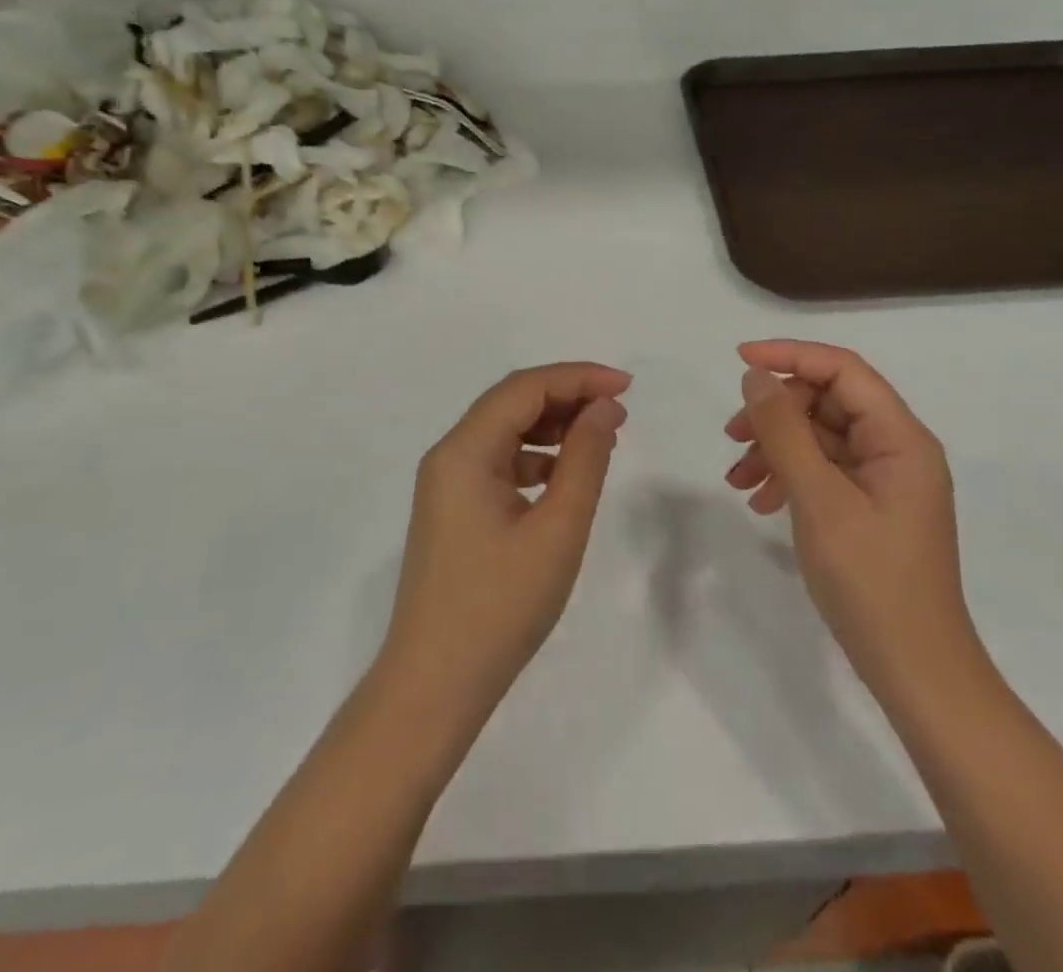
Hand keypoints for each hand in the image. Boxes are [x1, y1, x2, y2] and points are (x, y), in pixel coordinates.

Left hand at [383, 362, 630, 718]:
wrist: (435, 685)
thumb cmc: (500, 607)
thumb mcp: (557, 529)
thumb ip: (584, 460)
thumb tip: (605, 409)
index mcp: (464, 451)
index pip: (524, 388)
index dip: (578, 377)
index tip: (627, 386)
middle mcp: (448, 455)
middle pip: (511, 403)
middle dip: (566, 397)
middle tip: (618, 411)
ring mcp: (446, 483)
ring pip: (504, 431)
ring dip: (552, 425)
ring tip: (599, 438)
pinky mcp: (453, 509)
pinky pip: (497, 462)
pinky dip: (535, 457)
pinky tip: (564, 475)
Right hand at [724, 340, 976, 693]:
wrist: (916, 672)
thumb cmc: (871, 581)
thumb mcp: (818, 499)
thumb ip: (785, 431)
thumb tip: (755, 377)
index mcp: (901, 438)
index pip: (843, 369)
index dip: (790, 355)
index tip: (739, 360)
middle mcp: (897, 449)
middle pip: (828, 401)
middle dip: (775, 413)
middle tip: (731, 438)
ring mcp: (884, 479)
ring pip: (820, 436)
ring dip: (775, 447)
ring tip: (738, 479)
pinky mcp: (870, 505)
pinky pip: (824, 470)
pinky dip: (788, 476)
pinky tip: (760, 501)